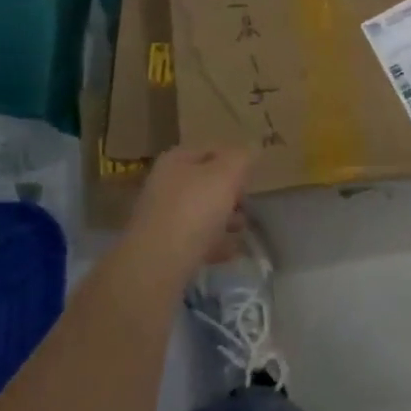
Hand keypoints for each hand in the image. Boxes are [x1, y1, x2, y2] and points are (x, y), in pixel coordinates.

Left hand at [123, 147, 253, 276]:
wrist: (159, 263)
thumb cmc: (194, 209)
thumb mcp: (226, 175)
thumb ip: (242, 158)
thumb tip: (252, 147)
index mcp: (175, 161)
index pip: (209, 151)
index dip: (233, 160)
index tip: (251, 176)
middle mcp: (164, 185)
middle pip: (204, 184)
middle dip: (229, 193)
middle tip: (248, 204)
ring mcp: (162, 218)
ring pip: (200, 213)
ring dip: (224, 219)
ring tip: (243, 229)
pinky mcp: (164, 248)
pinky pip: (196, 241)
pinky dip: (214, 244)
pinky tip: (232, 251)